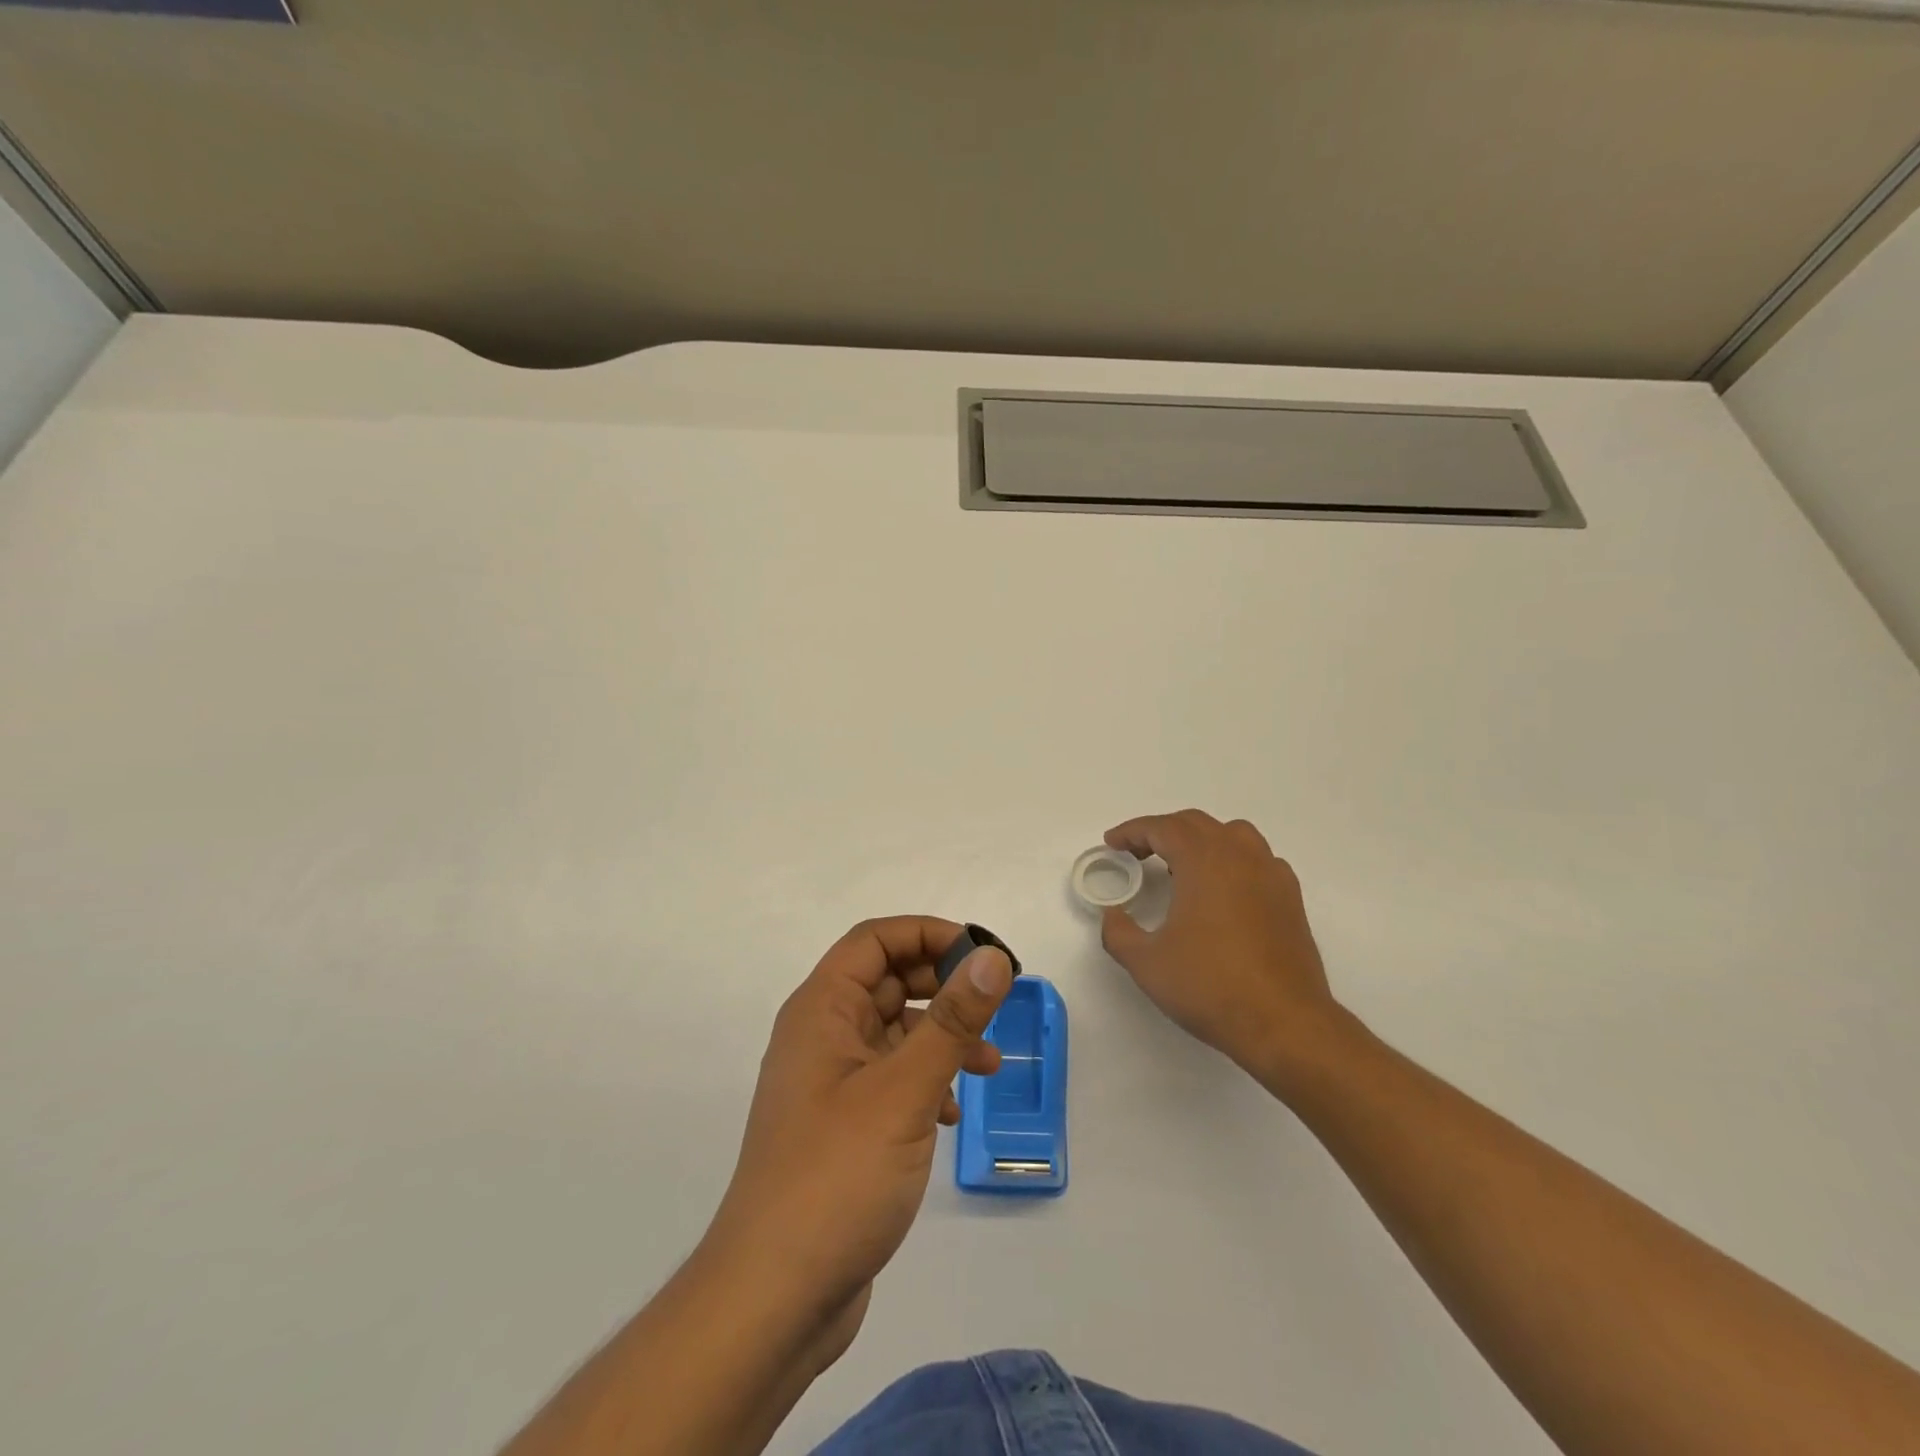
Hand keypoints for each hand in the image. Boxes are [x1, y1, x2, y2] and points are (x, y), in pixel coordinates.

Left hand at [701, 916, 1011, 1368]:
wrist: (775, 1298)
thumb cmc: (836, 1177)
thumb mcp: (904, 1091)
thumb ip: (952, 1021)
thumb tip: (992, 959)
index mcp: (821, 1010)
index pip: (874, 940)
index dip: (928, 934)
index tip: (982, 956)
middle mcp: (822, 1036)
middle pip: (887, 980)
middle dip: (942, 985)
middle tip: (994, 1003)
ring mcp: (832, 1083)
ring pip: (895, 1032)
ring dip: (942, 1037)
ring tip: (989, 1064)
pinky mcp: (845, 1125)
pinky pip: (893, 1078)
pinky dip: (927, 1081)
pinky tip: (953, 1113)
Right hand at [1101, 810, 1347, 1088]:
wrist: (1284, 1023)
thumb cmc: (1210, 986)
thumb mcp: (1146, 963)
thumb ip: (1119, 932)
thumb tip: (1113, 915)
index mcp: (1203, 860)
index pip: (1162, 827)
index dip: (1132, 831)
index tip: (1113, 843)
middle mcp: (1240, 856)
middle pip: (1196, 824)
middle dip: (1162, 832)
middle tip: (1138, 853)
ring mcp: (1271, 875)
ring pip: (1233, 835)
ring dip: (1201, 841)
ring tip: (1182, 867)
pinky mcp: (1291, 899)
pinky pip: (1258, 860)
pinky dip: (1233, 861)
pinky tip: (1223, 891)